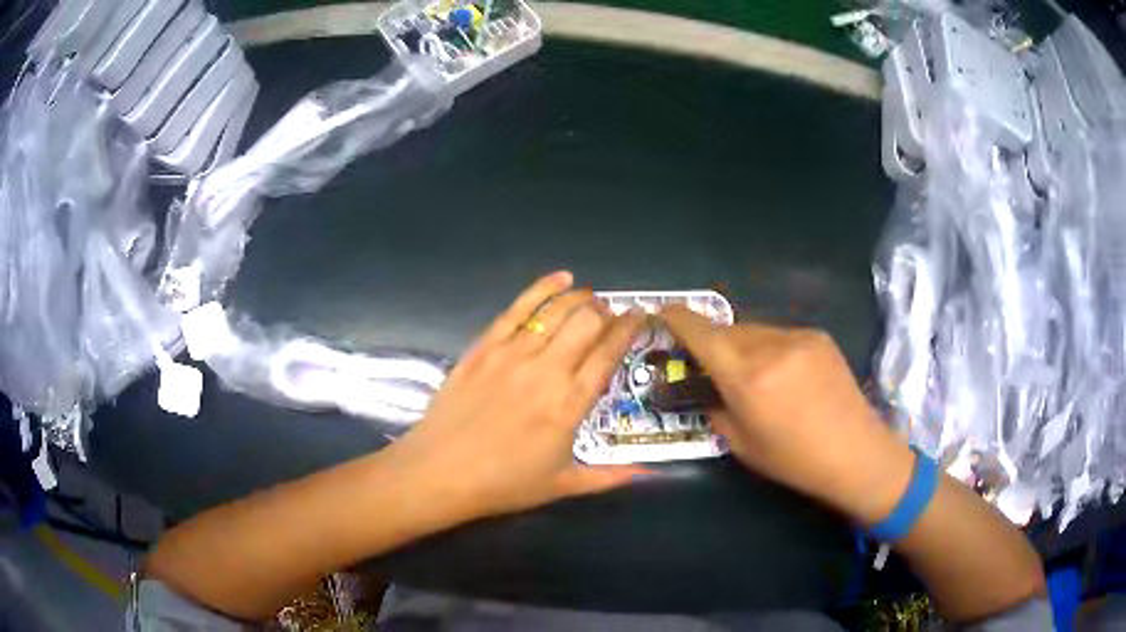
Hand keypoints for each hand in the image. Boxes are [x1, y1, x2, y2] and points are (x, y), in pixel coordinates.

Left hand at [389, 272, 648, 519]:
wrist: (439, 472)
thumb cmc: (503, 483)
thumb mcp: (561, 485)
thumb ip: (608, 476)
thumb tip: (647, 473)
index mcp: (569, 403)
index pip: (608, 353)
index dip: (629, 329)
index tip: (641, 316)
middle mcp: (546, 370)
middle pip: (586, 323)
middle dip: (606, 312)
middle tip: (611, 315)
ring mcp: (512, 354)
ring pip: (556, 311)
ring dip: (580, 299)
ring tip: (590, 296)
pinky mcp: (484, 346)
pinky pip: (518, 309)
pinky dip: (542, 289)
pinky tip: (559, 278)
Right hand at [659, 305, 914, 523]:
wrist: (855, 452)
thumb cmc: (794, 460)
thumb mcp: (742, 445)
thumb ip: (717, 410)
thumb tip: (706, 390)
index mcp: (747, 378)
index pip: (702, 334)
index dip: (678, 318)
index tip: (663, 312)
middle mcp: (771, 347)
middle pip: (727, 329)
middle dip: (713, 341)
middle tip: (711, 364)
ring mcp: (798, 337)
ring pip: (754, 329)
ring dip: (742, 344)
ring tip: (752, 374)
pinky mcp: (818, 336)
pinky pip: (780, 334)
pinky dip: (769, 347)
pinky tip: (783, 374)